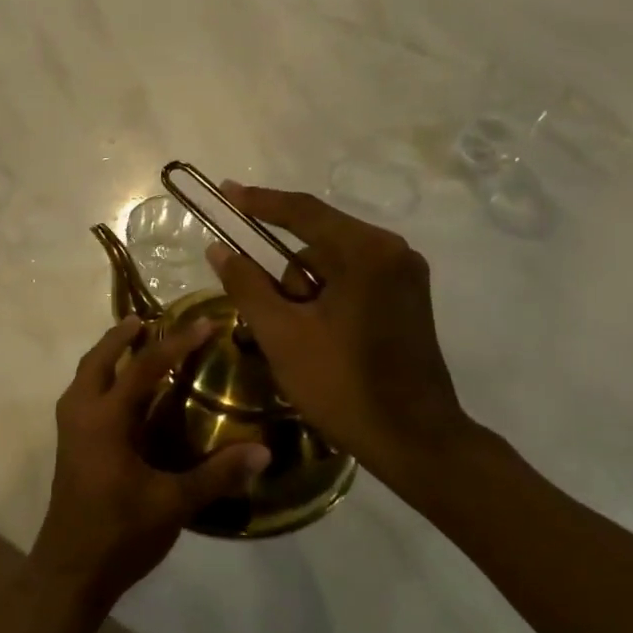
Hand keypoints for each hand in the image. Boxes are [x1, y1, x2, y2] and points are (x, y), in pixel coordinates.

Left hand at [31, 316, 271, 611]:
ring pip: (85, 375)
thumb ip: (217, 475)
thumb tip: (264, 450)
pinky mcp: (70, 445)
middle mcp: (81, 414)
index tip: (205, 324)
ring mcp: (69, 429)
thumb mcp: (173, 504)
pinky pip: (83, 393)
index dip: (177, 344)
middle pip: (98, 359)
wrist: (70, 572)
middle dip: (123, 335)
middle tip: (152, 320)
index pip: (144, 367)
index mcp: (105, 419)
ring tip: (135, 342)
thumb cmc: (119, 534)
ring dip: (108, 354)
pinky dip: (101, 377)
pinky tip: (124, 392)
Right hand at [206, 184, 472, 489]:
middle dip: (283, 274)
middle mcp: (392, 252)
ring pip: (332, 264)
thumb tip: (218, 249)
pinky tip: (317, 335)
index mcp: (366, 252)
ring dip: (303, 290)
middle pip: (317, 240)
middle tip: (267, 316)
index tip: (224, 191)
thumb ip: (246, 285)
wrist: (414, 441)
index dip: (258, 202)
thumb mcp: (281, 335)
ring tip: (296, 339)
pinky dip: (325, 298)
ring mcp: (405, 275)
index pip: (302, 212)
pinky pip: (352, 280)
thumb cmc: (342, 385)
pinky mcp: (407, 299)